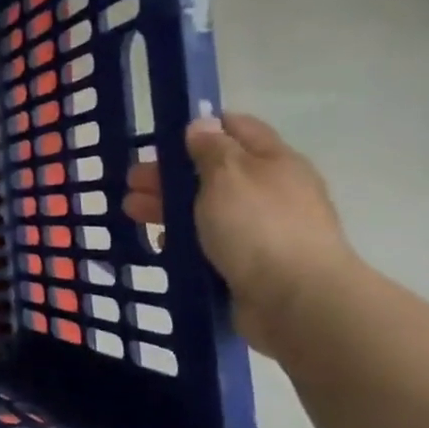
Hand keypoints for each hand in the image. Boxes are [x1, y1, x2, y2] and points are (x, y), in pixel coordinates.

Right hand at [124, 113, 356, 356]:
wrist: (296, 303)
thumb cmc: (258, 227)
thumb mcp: (228, 174)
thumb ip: (211, 148)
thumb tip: (203, 124)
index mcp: (273, 161)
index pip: (236, 128)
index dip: (199, 127)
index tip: (160, 139)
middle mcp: (270, 191)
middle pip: (213, 171)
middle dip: (170, 174)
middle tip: (132, 182)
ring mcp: (262, 230)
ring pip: (206, 209)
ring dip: (168, 207)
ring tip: (132, 213)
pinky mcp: (250, 264)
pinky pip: (209, 244)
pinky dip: (183, 240)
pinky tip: (159, 243)